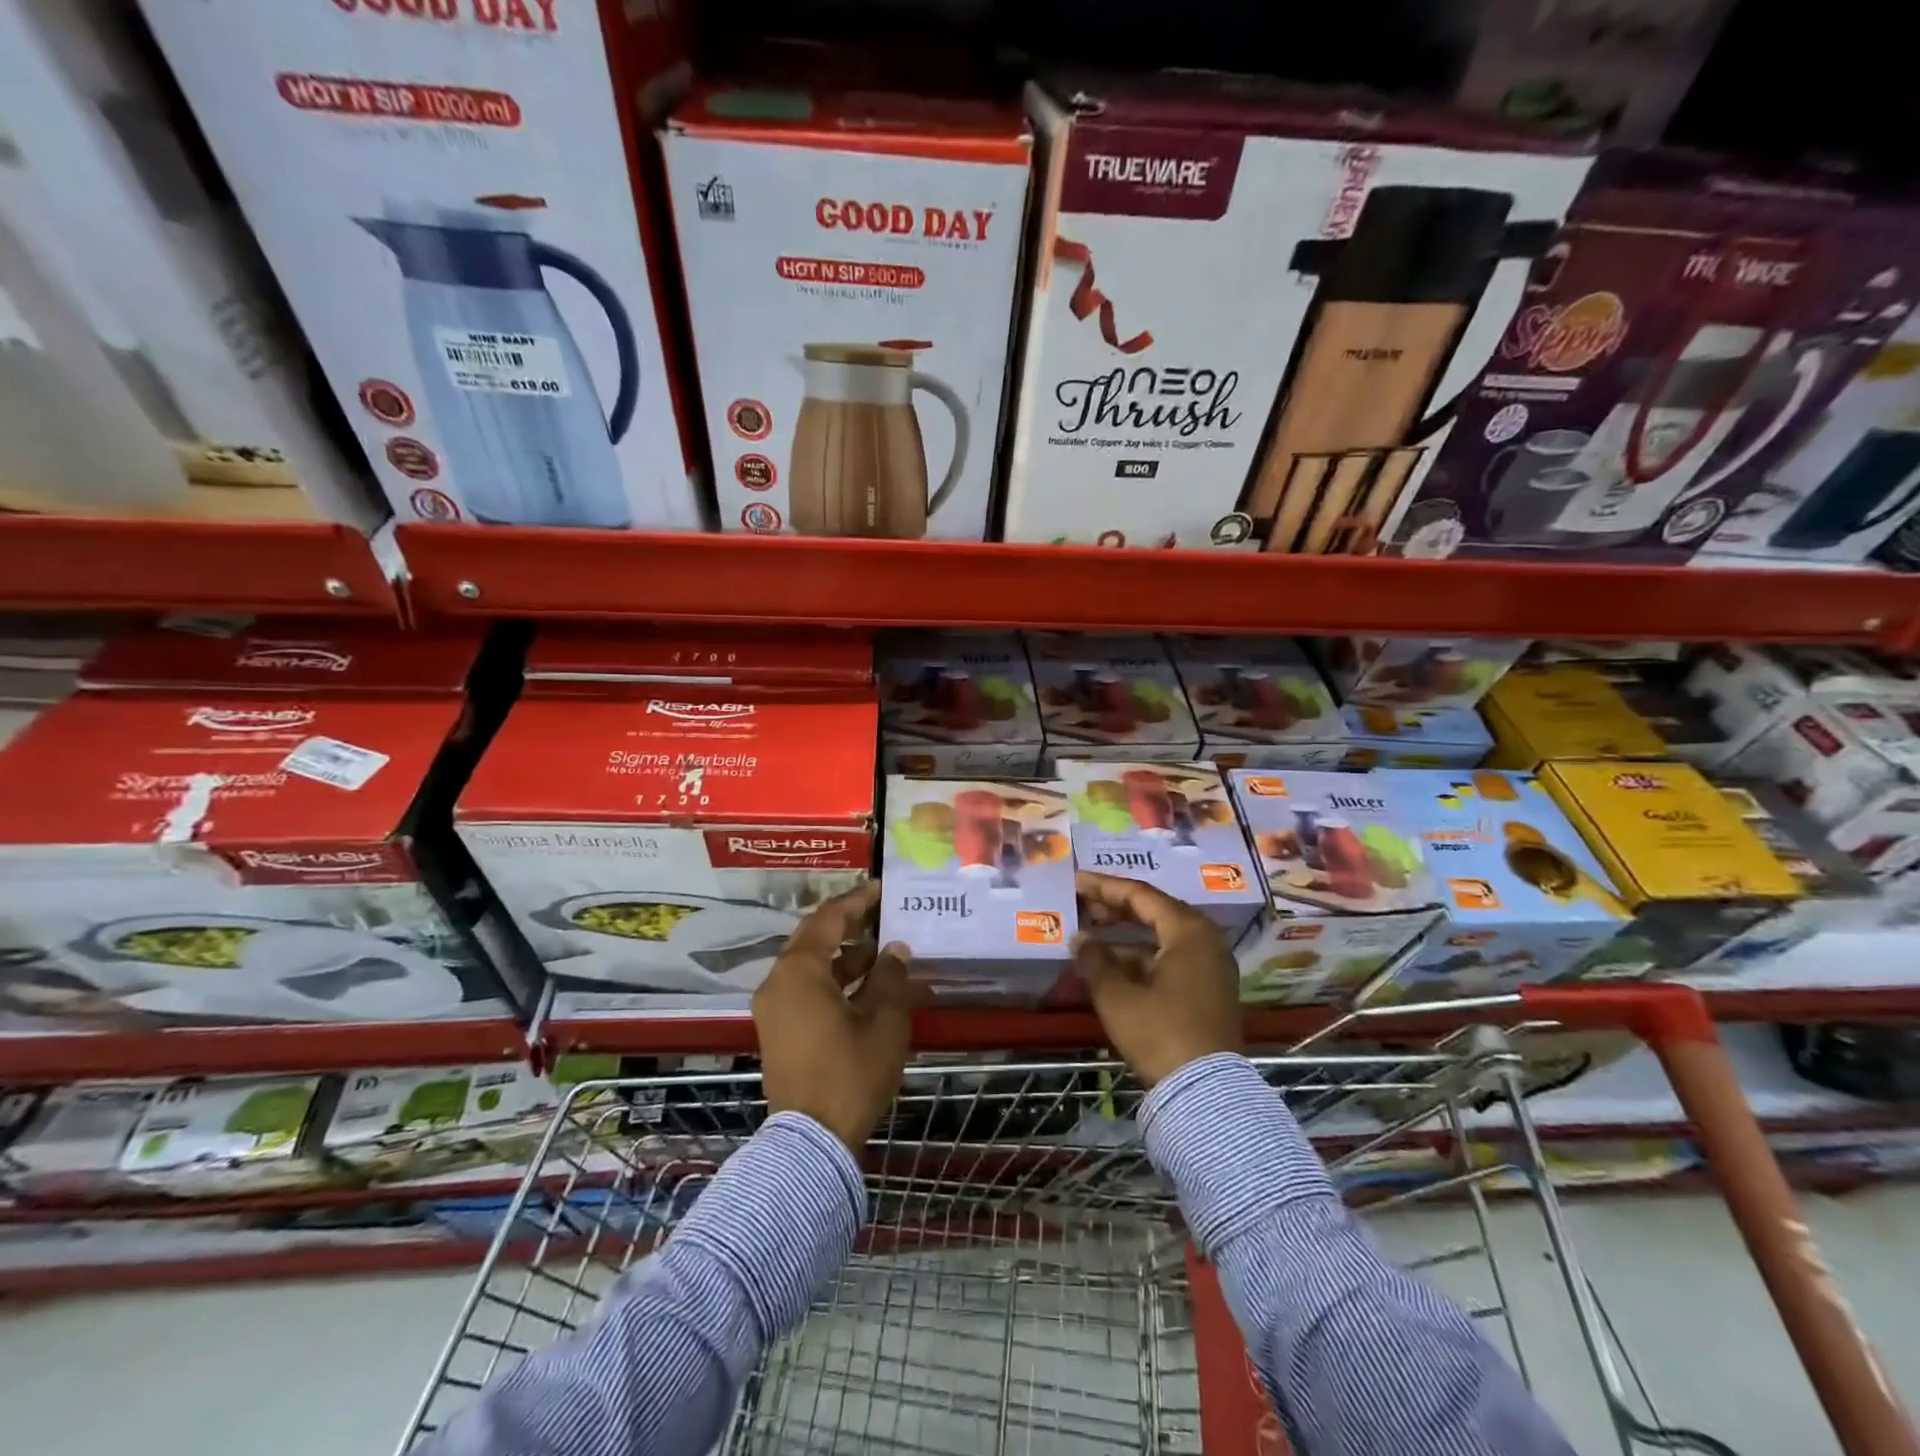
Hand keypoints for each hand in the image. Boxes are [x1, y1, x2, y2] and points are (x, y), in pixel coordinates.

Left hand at [753, 882, 911, 1151]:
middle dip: (850, 926)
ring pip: (810, 966)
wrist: (811, 1141)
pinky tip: (866, 985)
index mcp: (799, 971)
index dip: (857, 901)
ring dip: (844, 956)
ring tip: (883, 950)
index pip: (828, 919)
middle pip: (814, 939)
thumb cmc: (850, 1073)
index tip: (881, 889)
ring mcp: (774, 1008)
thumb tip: (894, 950)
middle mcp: (778, 982)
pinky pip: (806, 989)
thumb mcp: (883, 1022)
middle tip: (883, 915)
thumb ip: (891, 978)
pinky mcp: (778, 1031)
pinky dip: (833, 980)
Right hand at [1074, 871, 1241, 1086]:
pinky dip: (1138, 959)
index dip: (1103, 887)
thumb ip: (1094, 960)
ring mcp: (1209, 968)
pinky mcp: (1207, 992)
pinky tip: (1109, 966)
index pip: (1140, 894)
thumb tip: (1079, 938)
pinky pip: (1168, 960)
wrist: (1205, 1094)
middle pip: (1153, 912)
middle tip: (1079, 905)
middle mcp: (1205, 941)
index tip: (1075, 881)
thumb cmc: (1160, 1033)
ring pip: (1159, 938)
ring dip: (1123, 936)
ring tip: (1087, 936)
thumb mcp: (1117, 996)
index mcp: (1188, 930)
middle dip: (1113, 909)